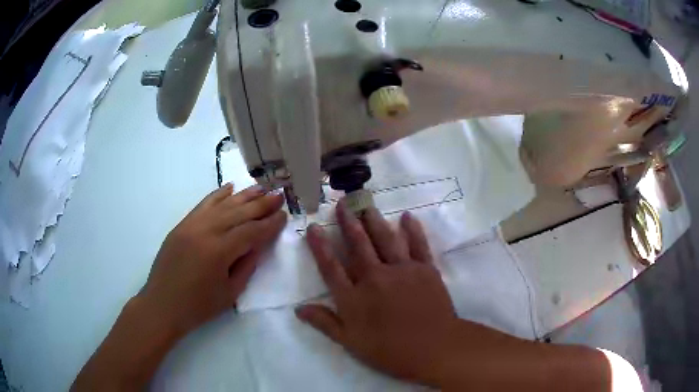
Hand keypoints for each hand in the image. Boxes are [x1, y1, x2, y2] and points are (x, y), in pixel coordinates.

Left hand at [141, 183, 286, 335]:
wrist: (162, 305)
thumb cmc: (198, 306)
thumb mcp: (230, 293)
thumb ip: (247, 265)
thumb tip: (258, 244)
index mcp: (219, 251)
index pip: (251, 232)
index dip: (269, 224)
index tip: (284, 215)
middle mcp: (205, 231)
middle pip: (238, 213)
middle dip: (261, 204)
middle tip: (279, 195)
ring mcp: (191, 225)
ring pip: (222, 204)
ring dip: (243, 195)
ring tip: (261, 188)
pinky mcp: (182, 225)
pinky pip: (203, 204)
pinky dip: (218, 195)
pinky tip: (230, 188)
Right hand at [295, 202, 459, 383]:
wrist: (434, 348)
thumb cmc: (390, 350)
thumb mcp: (351, 343)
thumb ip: (325, 323)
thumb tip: (299, 309)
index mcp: (354, 297)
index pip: (331, 267)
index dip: (320, 246)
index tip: (313, 228)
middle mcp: (375, 277)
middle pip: (358, 245)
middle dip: (348, 223)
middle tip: (342, 204)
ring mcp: (402, 270)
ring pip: (385, 239)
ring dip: (374, 220)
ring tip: (366, 205)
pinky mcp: (425, 269)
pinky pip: (417, 244)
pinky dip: (412, 230)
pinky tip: (407, 217)